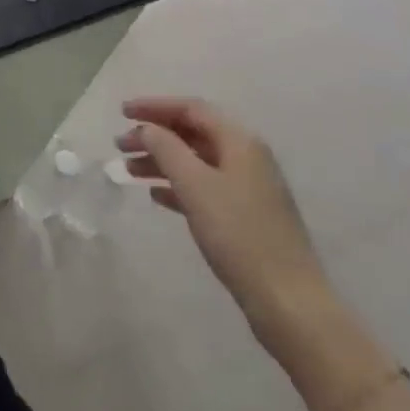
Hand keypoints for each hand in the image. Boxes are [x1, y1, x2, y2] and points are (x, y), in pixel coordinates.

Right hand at [118, 97, 331, 346]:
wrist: (289, 303)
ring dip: (161, 162)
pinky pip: (204, 188)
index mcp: (240, 141)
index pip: (191, 108)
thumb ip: (166, 148)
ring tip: (129, 172)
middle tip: (120, 146)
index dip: (154, 106)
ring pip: (196, 162)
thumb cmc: (239, 234)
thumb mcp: (195, 185)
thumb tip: (147, 128)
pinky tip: (156, 197)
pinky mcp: (246, 217)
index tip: (122, 113)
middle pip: (193, 133)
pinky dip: (178, 186)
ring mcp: (248, 189)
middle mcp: (246, 157)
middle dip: (154, 136)